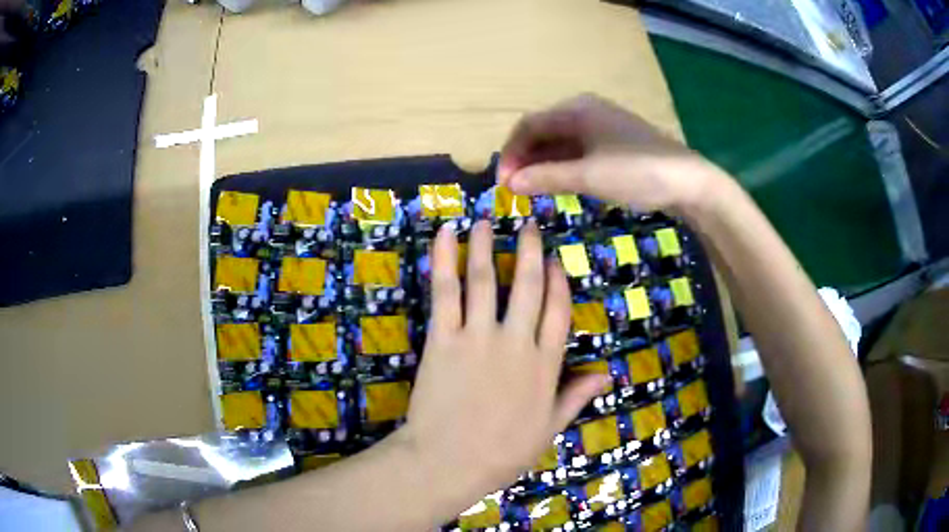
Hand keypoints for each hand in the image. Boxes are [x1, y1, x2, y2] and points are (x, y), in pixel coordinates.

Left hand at [400, 220, 608, 496]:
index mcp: (545, 365)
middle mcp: (516, 342)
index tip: (554, 260)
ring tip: (485, 221)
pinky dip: (445, 260)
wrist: (449, 462)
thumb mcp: (548, 429)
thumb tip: (605, 373)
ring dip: (487, 246)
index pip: (558, 312)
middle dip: (530, 250)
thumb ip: (575, 396)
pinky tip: (445, 234)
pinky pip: (446, 291)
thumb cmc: (502, 453)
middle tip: (527, 224)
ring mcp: (478, 337)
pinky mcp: (443, 338)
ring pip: (487, 279)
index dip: (558, 282)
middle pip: (528, 286)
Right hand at [497, 93, 726, 214]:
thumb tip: (511, 183)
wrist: (689, 182)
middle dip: (526, 159)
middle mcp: (586, 112)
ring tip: (532, 191)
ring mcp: (602, 128)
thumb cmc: (637, 171)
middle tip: (515, 190)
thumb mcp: (588, 176)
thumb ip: (546, 177)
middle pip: (544, 132)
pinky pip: (579, 152)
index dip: (511, 153)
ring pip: (561, 143)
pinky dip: (564, 167)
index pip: (529, 125)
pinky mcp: (614, 144)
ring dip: (544, 165)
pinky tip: (559, 185)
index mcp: (577, 110)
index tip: (503, 183)